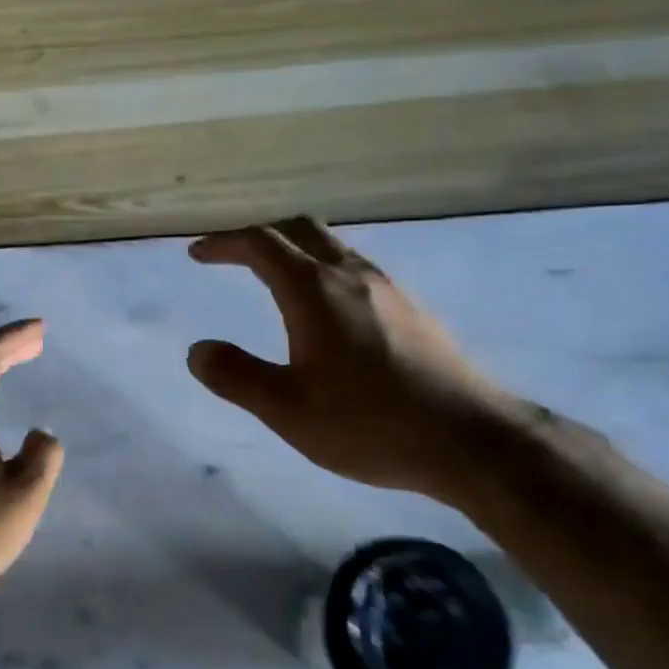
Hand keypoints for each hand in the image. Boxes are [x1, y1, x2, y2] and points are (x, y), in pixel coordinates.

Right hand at [187, 218, 518, 505]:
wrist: (471, 439)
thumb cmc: (370, 424)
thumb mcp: (287, 409)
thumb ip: (236, 376)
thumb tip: (197, 350)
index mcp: (314, 290)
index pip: (260, 244)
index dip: (224, 243)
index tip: (198, 254)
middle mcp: (351, 275)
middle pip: (300, 229)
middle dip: (259, 235)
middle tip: (232, 255)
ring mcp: (388, 288)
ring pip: (332, 246)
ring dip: (295, 249)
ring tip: (273, 277)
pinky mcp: (411, 309)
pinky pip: (355, 268)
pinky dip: (324, 268)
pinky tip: (327, 309)